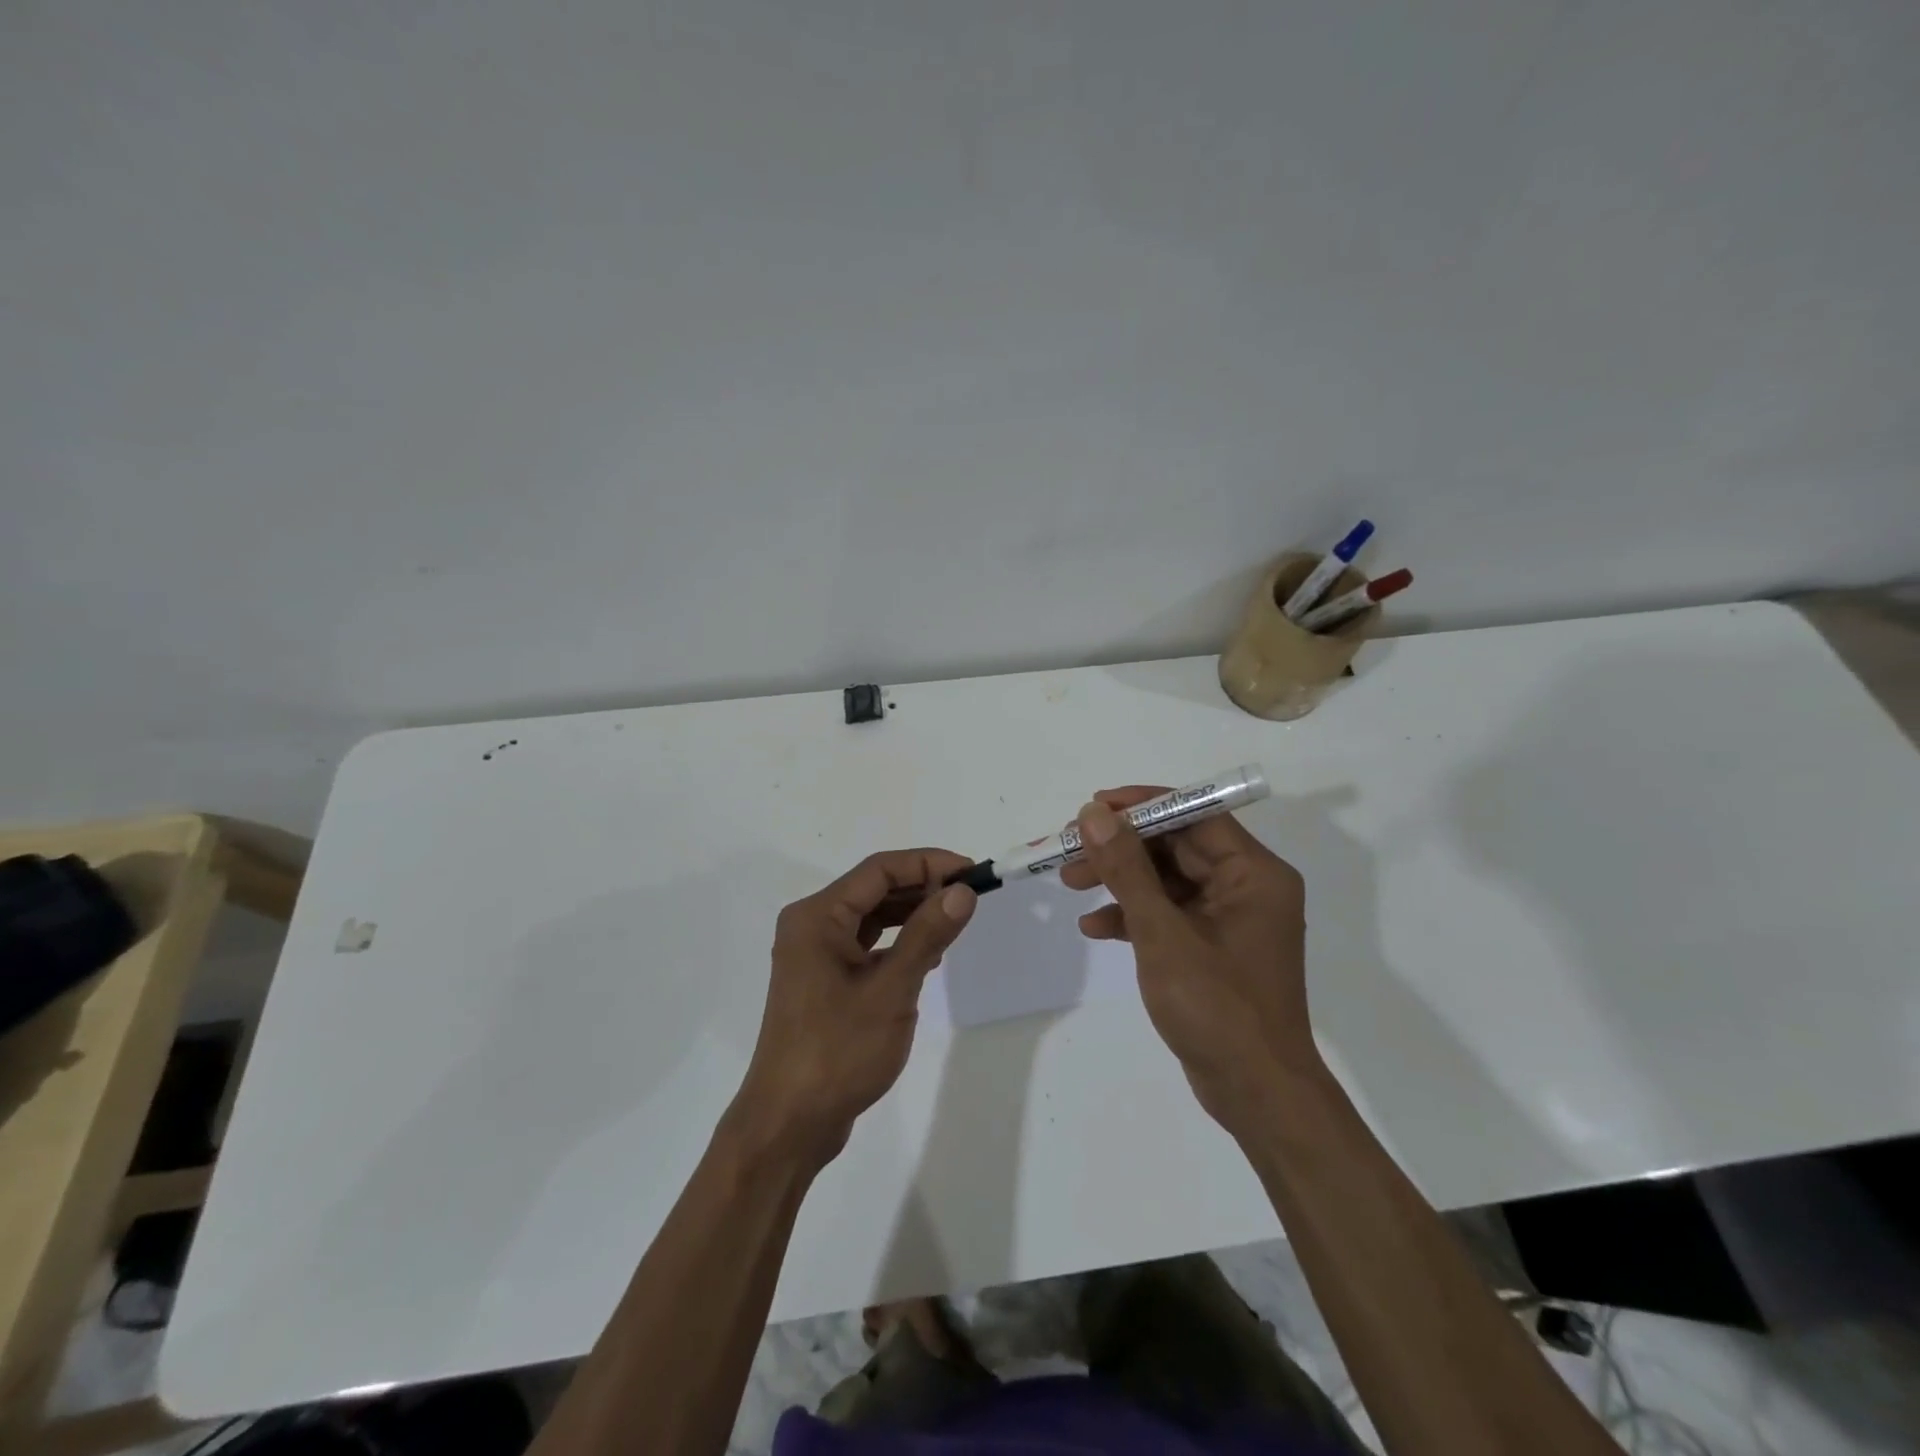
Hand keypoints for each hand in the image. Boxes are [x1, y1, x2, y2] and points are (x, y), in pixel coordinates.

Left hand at [732, 850, 977, 1167]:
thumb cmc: (838, 1051)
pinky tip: (927, 954)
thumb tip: (962, 891)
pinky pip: (865, 944)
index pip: (879, 870)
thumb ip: (927, 935)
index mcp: (818, 916)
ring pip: (871, 917)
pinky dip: (897, 942)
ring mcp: (815, 955)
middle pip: (874, 889)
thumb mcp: (891, 990)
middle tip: (969, 896)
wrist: (789, 1123)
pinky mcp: (823, 981)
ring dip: (911, 914)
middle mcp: (812, 926)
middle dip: (922, 887)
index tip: (971, 872)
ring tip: (954, 919)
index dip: (928, 864)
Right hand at [1061, 790, 1319, 1132]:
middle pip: (1176, 847)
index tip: (1093, 808)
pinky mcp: (1213, 949)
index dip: (1142, 806)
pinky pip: (1169, 915)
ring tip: (1069, 883)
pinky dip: (1133, 916)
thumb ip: (1127, 869)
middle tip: (1069, 848)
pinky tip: (1094, 928)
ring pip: (1167, 881)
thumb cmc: (1216, 1007)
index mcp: (1253, 874)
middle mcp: (1247, 888)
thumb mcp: (1162, 932)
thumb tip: (1094, 815)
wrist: (1256, 1095)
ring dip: (1119, 881)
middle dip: (1121, 848)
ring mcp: (1230, 920)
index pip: (1195, 815)